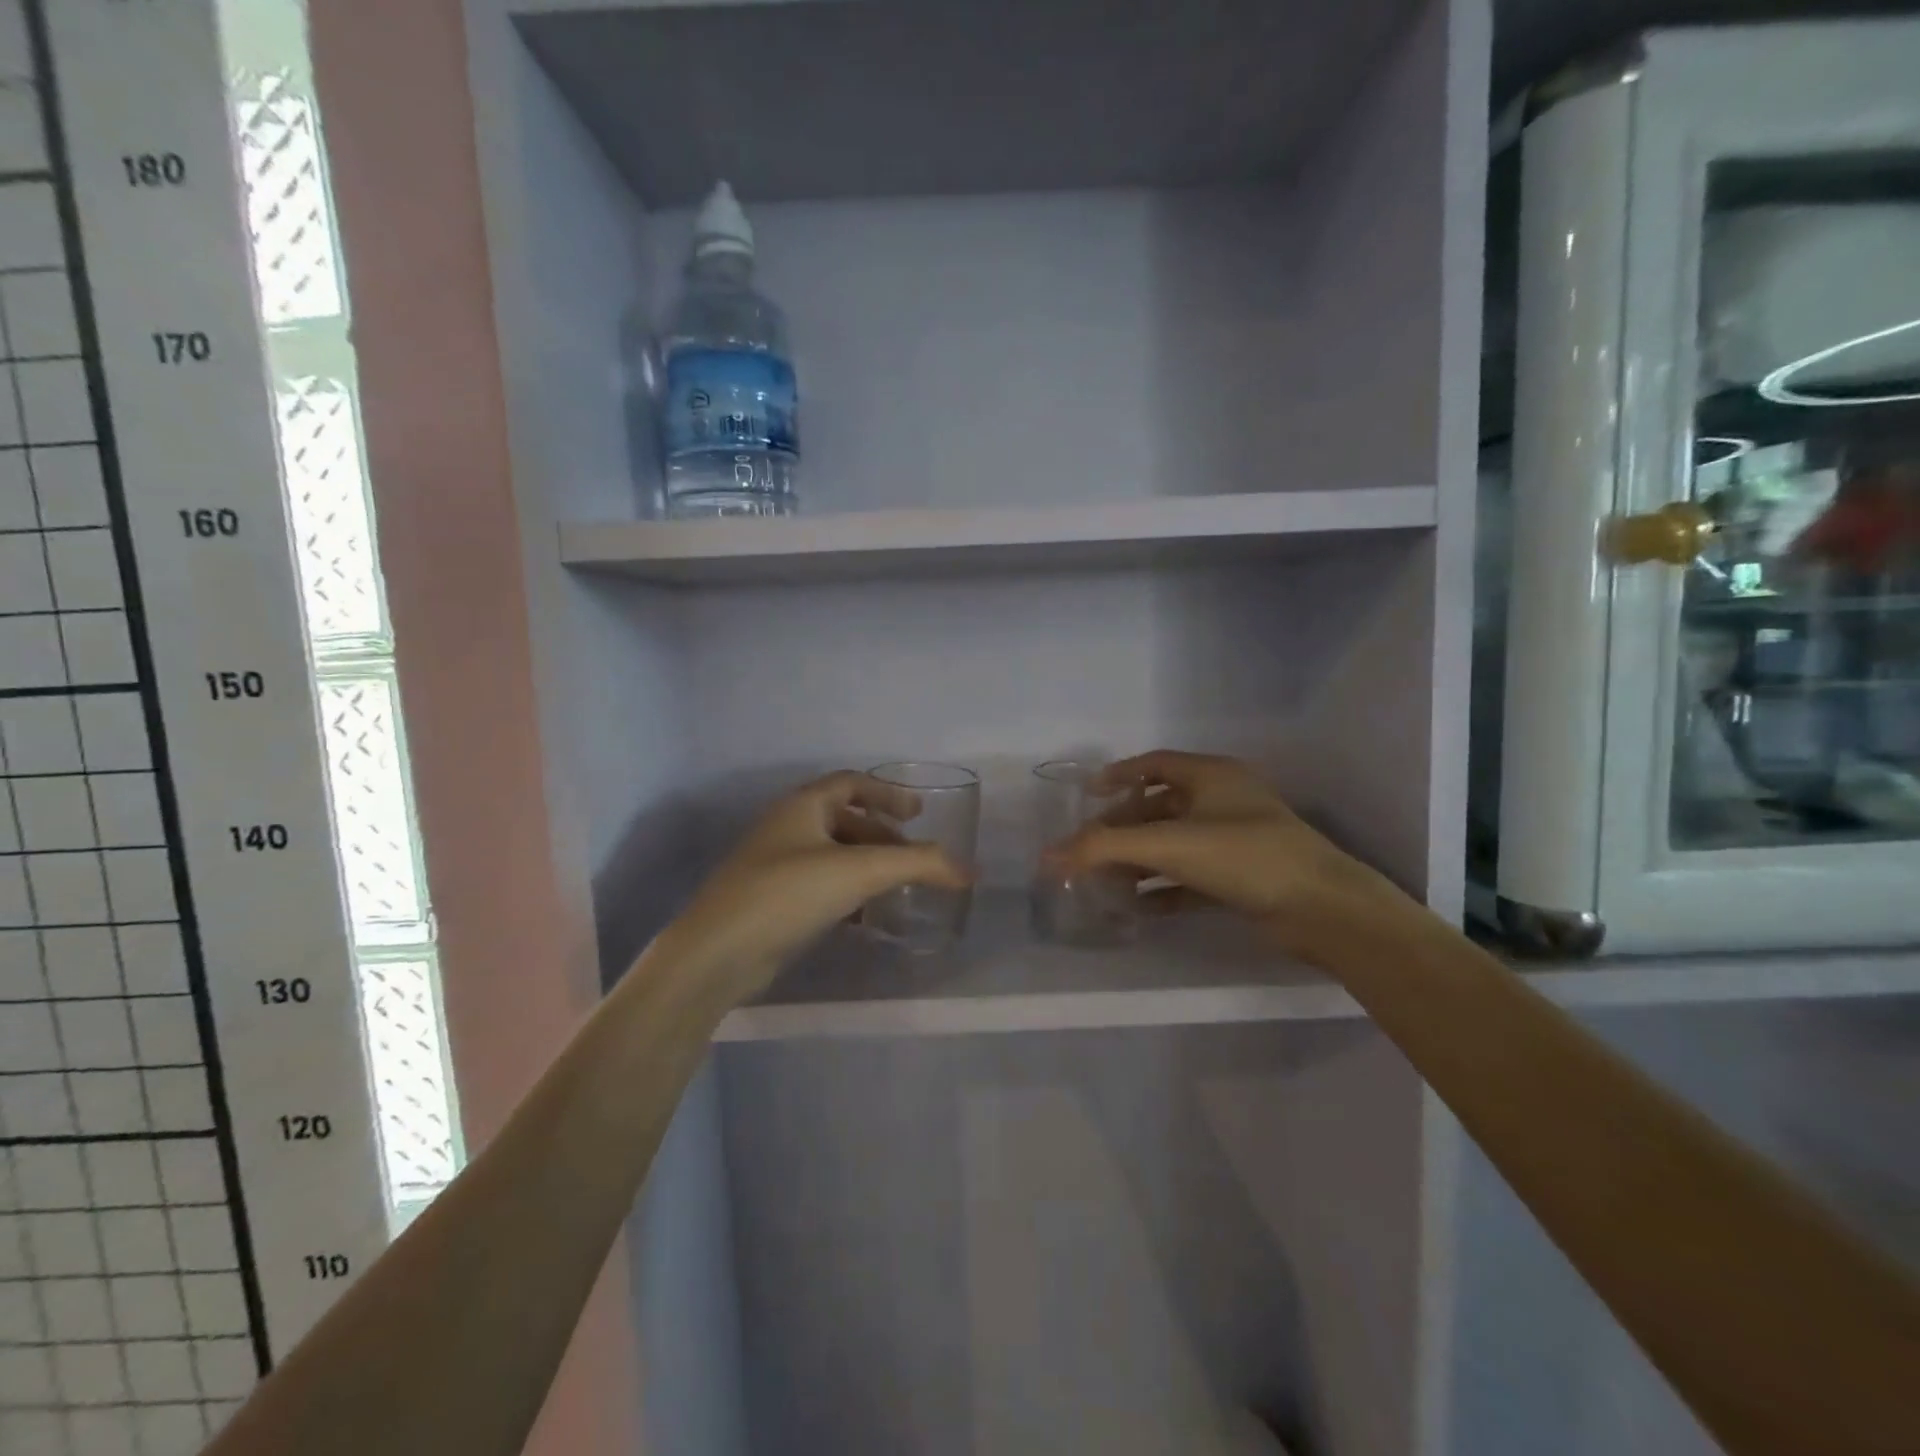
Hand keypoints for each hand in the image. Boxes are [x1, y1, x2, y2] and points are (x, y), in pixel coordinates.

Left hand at [652, 771, 969, 1004]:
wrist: (717, 954)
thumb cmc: (788, 894)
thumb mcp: (860, 871)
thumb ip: (918, 865)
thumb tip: (970, 870)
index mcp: (802, 805)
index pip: (851, 782)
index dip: (887, 793)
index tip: (919, 812)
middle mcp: (787, 827)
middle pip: (843, 818)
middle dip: (880, 833)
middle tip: (911, 854)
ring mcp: (775, 865)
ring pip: (831, 854)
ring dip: (865, 864)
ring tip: (895, 886)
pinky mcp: (771, 901)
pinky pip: (819, 884)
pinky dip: (847, 892)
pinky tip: (865, 917)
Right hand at [1053, 750, 1399, 954]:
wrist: (1322, 909)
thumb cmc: (1243, 856)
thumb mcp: (1169, 845)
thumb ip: (1104, 848)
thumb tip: (1047, 856)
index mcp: (1211, 776)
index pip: (1154, 764)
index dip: (1119, 775)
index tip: (1088, 795)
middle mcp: (1223, 801)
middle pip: (1160, 807)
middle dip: (1123, 828)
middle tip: (1091, 848)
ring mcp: (1235, 840)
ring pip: (1174, 844)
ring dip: (1140, 861)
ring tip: (1106, 881)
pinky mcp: (1242, 877)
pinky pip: (1191, 877)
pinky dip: (1164, 889)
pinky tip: (1139, 908)